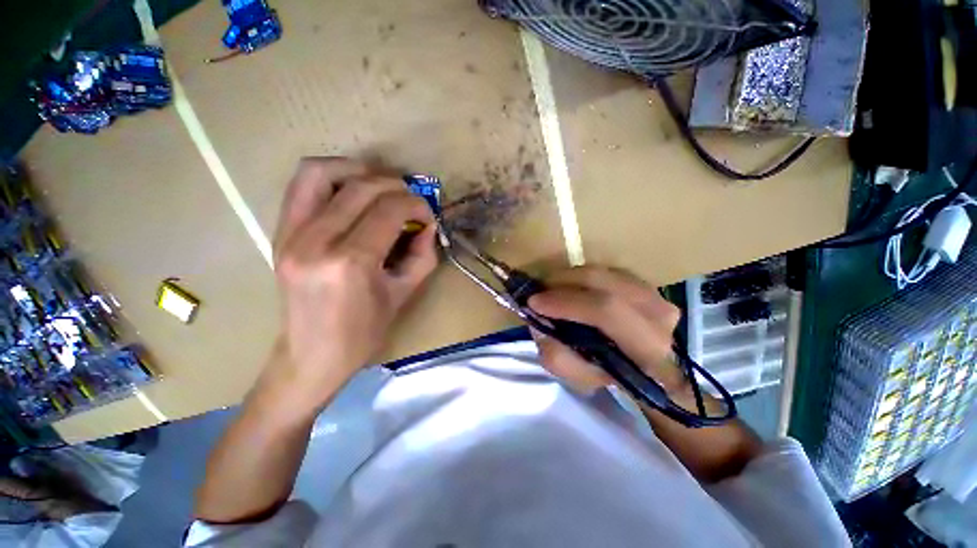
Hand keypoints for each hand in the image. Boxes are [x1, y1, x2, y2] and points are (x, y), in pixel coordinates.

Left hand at [271, 157, 437, 399]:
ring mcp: (290, 234)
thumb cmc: (363, 332)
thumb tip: (427, 224)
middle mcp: (315, 241)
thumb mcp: (404, 293)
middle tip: (412, 201)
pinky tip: (352, 191)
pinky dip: (331, 175)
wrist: (312, 355)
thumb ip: (423, 253)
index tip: (428, 214)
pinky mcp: (279, 233)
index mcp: (350, 262)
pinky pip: (302, 185)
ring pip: (322, 172)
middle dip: (396, 187)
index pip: (389, 210)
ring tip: (381, 186)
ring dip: (358, 170)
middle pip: (362, 187)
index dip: (416, 205)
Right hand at [528, 266, 685, 394]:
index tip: (534, 302)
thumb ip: (555, 354)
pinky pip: (603, 270)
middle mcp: (658, 313)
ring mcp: (654, 292)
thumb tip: (540, 319)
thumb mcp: (578, 379)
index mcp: (647, 347)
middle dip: (561, 282)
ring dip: (569, 278)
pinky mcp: (644, 282)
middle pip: (601, 281)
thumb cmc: (610, 375)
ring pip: (601, 273)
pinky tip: (570, 287)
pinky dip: (581, 276)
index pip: (605, 311)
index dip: (566, 302)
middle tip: (539, 290)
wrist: (642, 367)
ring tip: (551, 289)